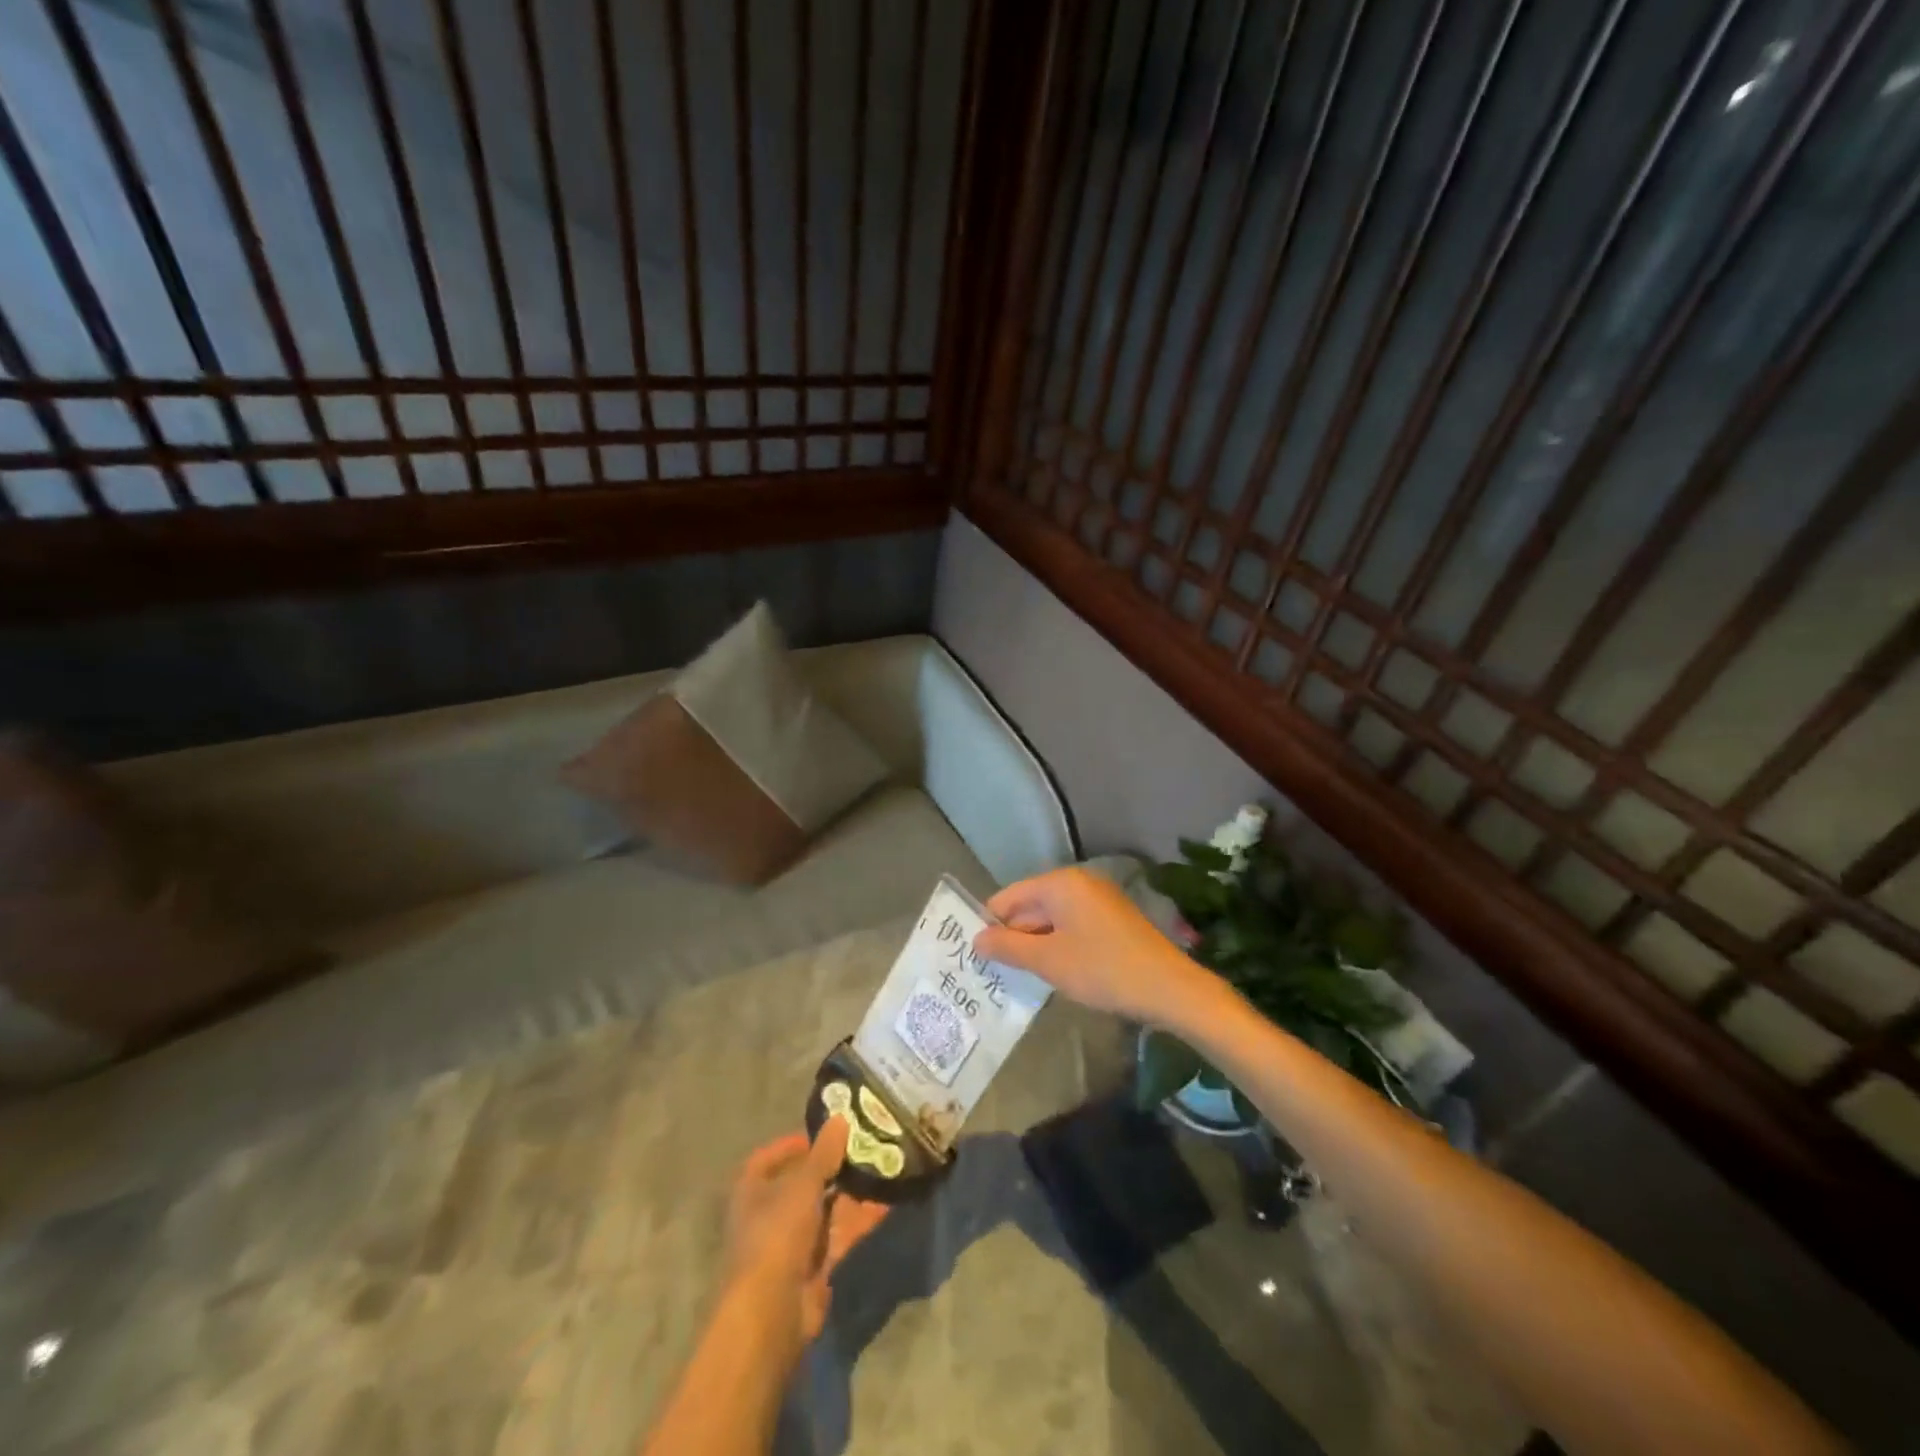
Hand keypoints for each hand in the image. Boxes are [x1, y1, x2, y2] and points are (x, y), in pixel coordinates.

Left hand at [721, 1119, 887, 1364]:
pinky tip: (888, 1200)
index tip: (826, 1133)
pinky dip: (861, 1218)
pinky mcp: (815, 1266)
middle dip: (833, 1166)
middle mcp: (769, 1214)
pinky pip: (840, 1233)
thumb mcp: (802, 1185)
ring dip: (851, 1191)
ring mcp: (793, 1242)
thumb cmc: (776, 1234)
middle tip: (865, 1145)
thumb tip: (840, 1118)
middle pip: (803, 1183)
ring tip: (883, 1167)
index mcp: (752, 1190)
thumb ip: (824, 1153)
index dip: (795, 1144)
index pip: (770, 1158)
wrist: (772, 1314)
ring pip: (826, 1208)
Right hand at [975, 867, 1218, 1026]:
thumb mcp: (1048, 961)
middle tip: (991, 970)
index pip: (1009, 896)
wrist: (1169, 988)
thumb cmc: (1102, 969)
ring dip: (1034, 943)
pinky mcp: (1112, 920)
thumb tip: (976, 939)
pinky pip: (1071, 926)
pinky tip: (1052, 972)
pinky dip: (1057, 945)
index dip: (989, 923)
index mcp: (1060, 883)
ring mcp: (1098, 900)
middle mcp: (1078, 883)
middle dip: (1012, 935)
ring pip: (1051, 918)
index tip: (974, 953)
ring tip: (1017, 975)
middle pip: (1030, 905)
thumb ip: (1008, 947)